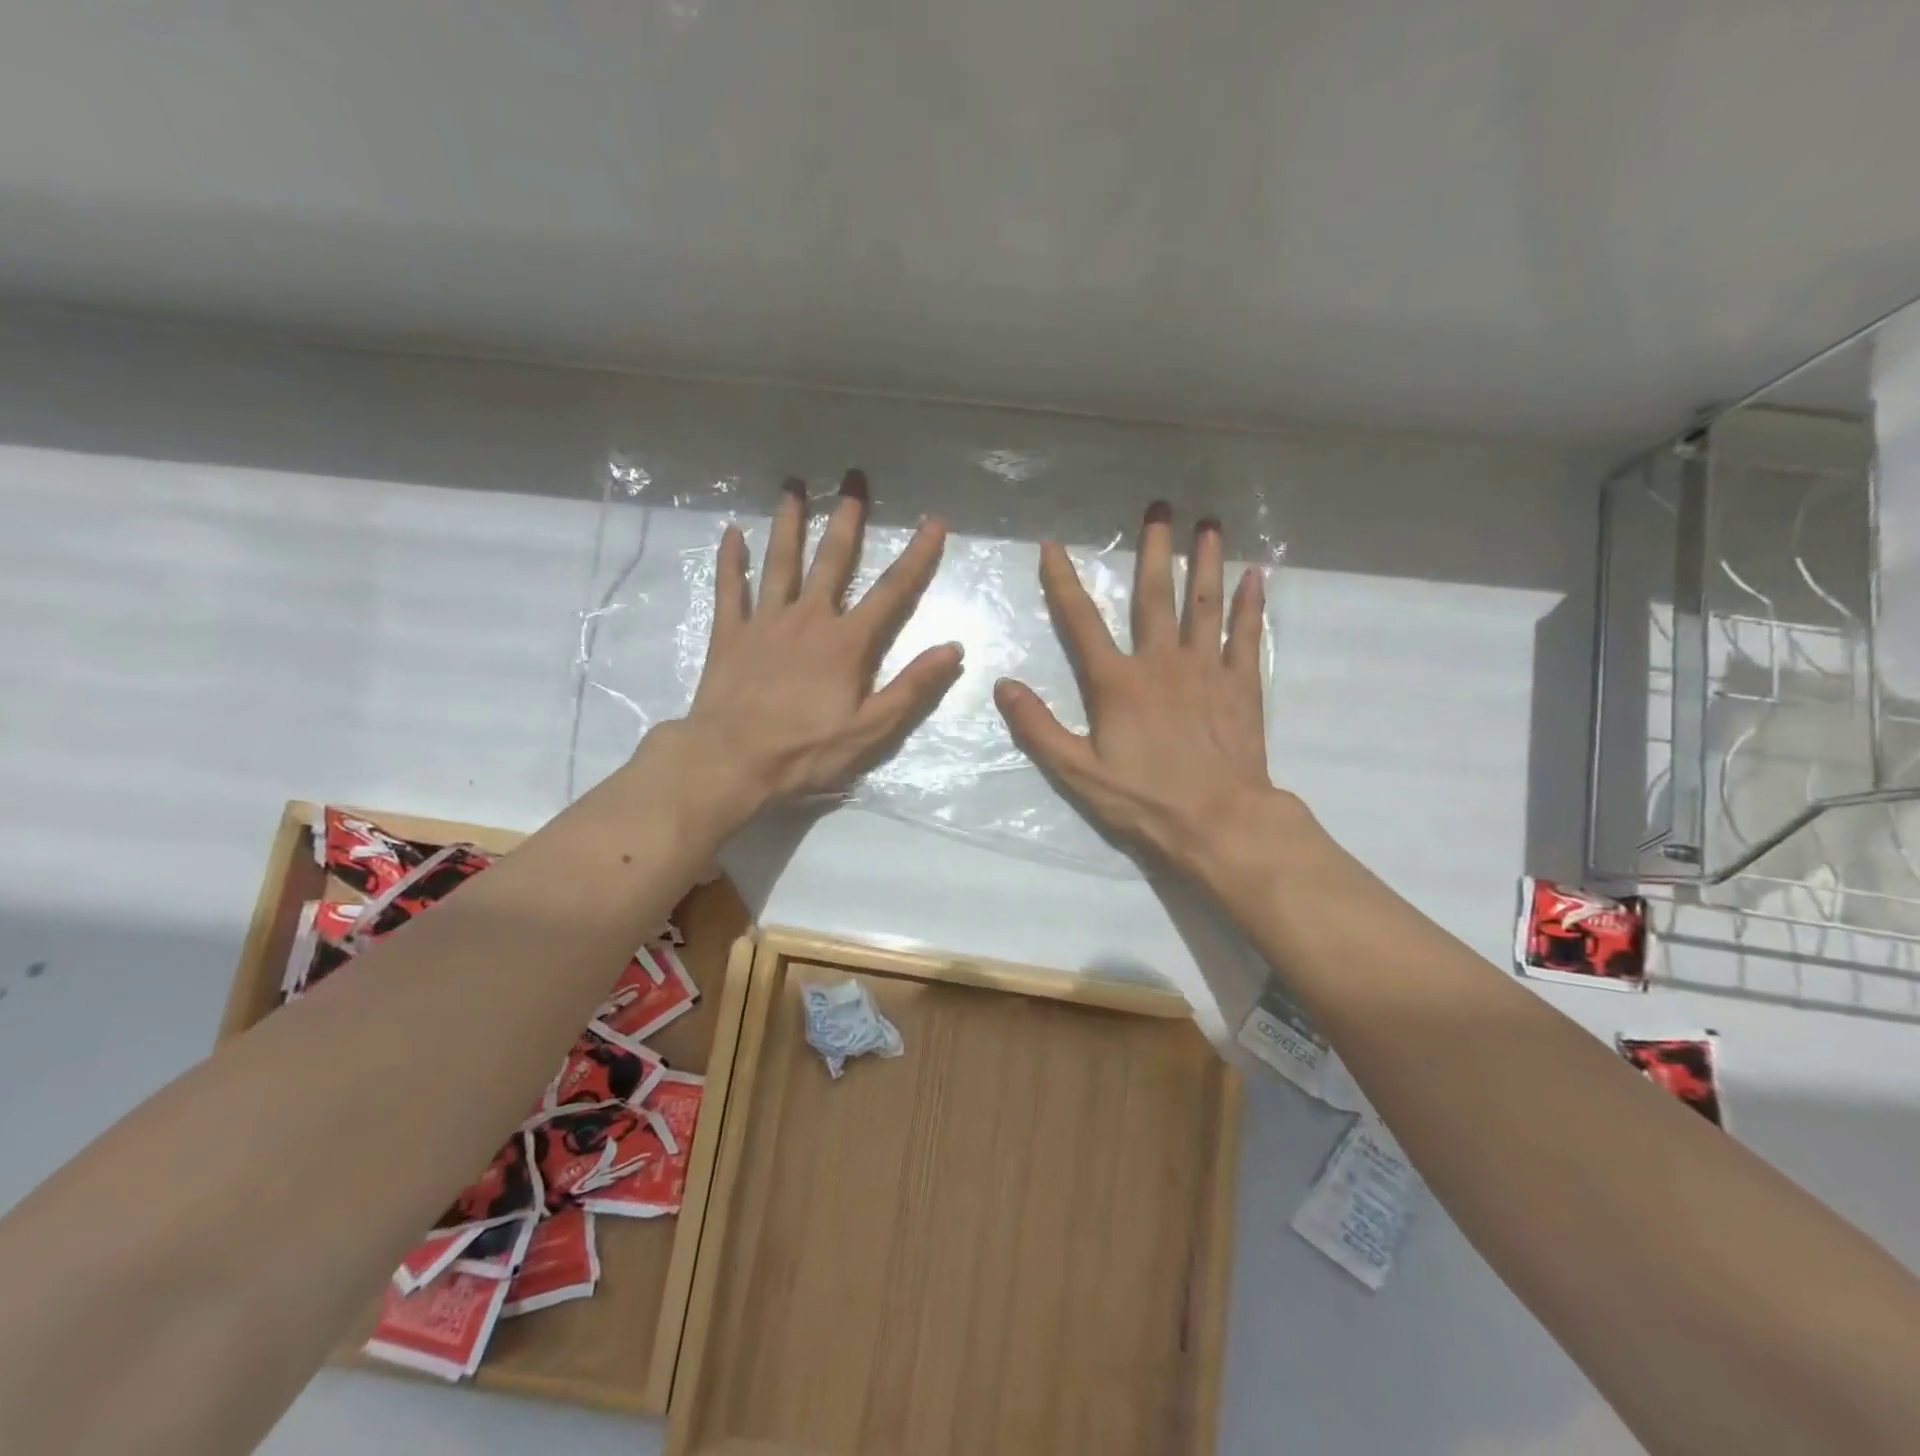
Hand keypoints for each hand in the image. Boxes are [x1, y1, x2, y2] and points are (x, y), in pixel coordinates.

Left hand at [671, 471, 961, 808]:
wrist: (731, 760)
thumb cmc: (806, 749)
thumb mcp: (871, 729)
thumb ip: (912, 687)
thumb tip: (953, 648)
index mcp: (847, 642)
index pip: (892, 591)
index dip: (917, 556)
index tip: (934, 521)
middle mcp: (808, 618)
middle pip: (832, 560)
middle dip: (847, 519)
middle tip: (853, 478)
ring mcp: (765, 622)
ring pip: (780, 562)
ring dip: (789, 523)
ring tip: (793, 486)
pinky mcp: (730, 633)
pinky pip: (730, 588)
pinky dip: (731, 560)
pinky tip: (732, 532)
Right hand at [994, 502, 1292, 878]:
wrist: (1220, 823)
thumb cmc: (1144, 801)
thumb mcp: (1077, 773)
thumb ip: (1039, 728)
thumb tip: (1002, 685)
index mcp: (1117, 683)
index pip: (1082, 622)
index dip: (1063, 582)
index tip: (1053, 546)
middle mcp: (1162, 663)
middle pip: (1155, 597)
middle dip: (1154, 550)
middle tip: (1160, 507)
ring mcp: (1207, 671)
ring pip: (1204, 605)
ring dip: (1206, 563)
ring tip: (1209, 524)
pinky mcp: (1242, 686)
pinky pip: (1247, 636)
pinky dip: (1250, 606)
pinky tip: (1256, 577)